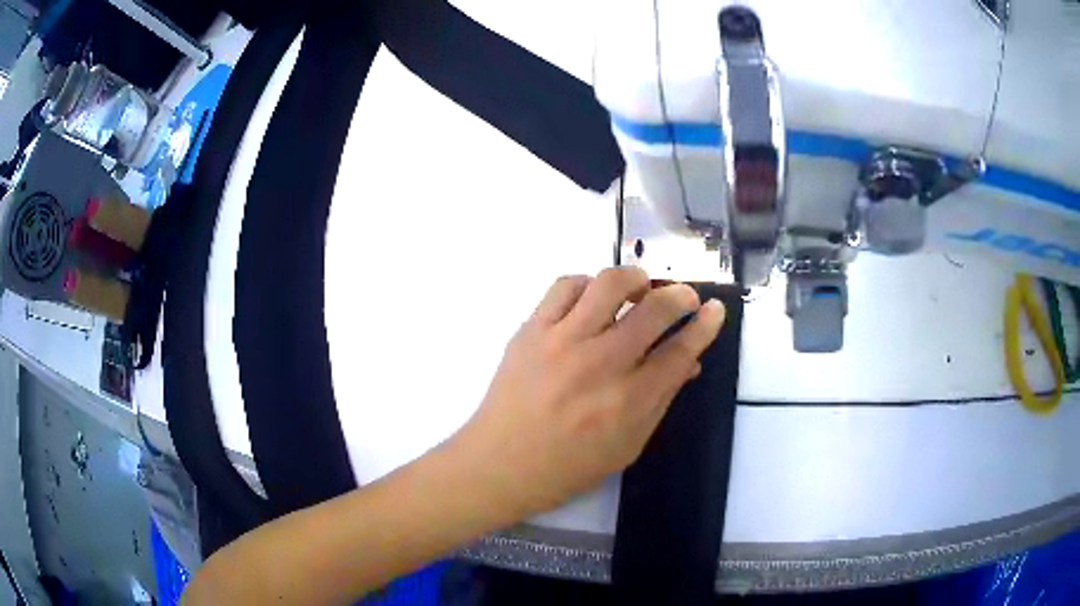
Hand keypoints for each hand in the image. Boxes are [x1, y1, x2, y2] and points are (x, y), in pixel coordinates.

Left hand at [448, 267, 725, 518]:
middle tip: (684, 298)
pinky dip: (587, 285)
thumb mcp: (627, 446)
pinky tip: (593, 299)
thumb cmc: (568, 466)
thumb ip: (661, 401)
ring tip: (640, 289)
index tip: (716, 310)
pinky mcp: (531, 329)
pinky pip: (565, 286)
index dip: (706, 326)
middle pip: (654, 309)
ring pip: (609, 283)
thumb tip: (689, 362)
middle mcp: (600, 364)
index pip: (681, 351)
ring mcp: (562, 341)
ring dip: (635, 278)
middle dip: (680, 295)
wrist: (500, 464)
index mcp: (629, 401)